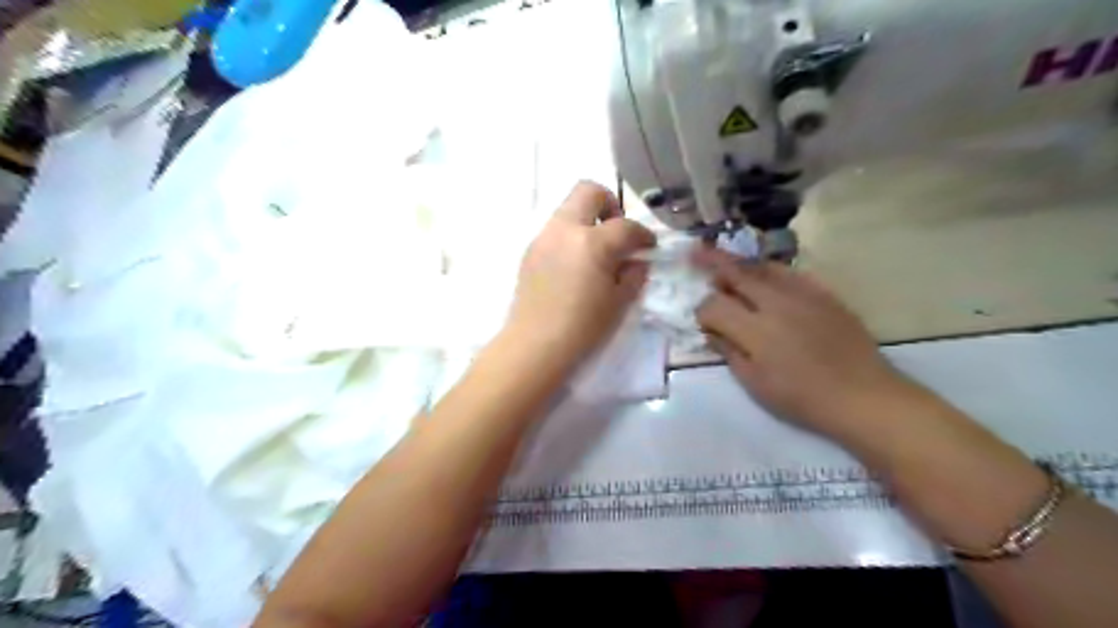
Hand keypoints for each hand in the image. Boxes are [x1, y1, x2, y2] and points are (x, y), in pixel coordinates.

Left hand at [510, 183, 656, 365]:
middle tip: (617, 232)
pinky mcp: (530, 251)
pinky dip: (571, 236)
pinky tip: (575, 265)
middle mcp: (565, 229)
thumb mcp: (619, 302)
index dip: (643, 235)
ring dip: (587, 220)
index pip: (626, 226)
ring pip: (568, 208)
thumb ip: (634, 273)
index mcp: (592, 242)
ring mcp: (544, 237)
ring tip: (596, 252)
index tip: (648, 247)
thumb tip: (636, 259)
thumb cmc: (583, 328)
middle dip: (610, 204)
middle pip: (589, 192)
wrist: (535, 345)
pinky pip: (555, 230)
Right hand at [697, 246, 911, 435]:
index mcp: (755, 330)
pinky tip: (765, 276)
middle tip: (695, 255)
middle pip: (736, 273)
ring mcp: (802, 294)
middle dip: (712, 263)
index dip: (702, 311)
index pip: (714, 305)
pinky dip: (770, 271)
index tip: (703, 321)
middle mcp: (775, 303)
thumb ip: (729, 352)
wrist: (861, 395)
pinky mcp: (823, 293)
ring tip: (727, 263)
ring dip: (740, 264)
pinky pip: (791, 273)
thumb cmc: (802, 398)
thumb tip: (712, 331)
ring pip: (763, 267)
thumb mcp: (755, 383)